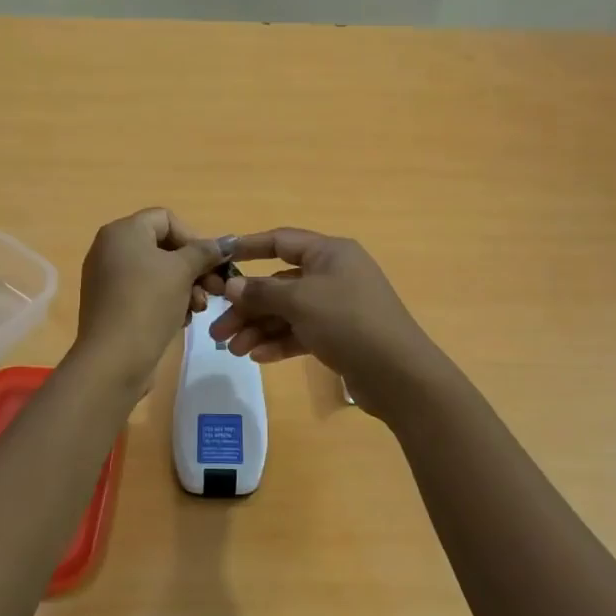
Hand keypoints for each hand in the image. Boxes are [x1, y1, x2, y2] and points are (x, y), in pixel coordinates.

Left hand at [74, 208, 223, 384]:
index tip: (210, 263)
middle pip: (162, 247)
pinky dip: (165, 301)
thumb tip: (228, 241)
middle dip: (193, 267)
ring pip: (156, 272)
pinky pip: (144, 292)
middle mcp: (110, 249)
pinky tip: (180, 320)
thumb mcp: (183, 272)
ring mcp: (107, 278)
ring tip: (197, 310)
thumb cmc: (148, 303)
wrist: (114, 359)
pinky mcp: (110, 304)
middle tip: (215, 290)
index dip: (193, 237)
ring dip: (184, 287)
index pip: (166, 219)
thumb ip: (205, 251)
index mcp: (122, 232)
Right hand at [208, 228, 446, 414]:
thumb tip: (231, 286)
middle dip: (247, 306)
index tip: (218, 260)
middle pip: (279, 284)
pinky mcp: (340, 336)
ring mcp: (337, 306)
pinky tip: (258, 357)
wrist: (397, 373)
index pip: (281, 242)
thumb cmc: (347, 321)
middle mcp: (333, 274)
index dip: (248, 248)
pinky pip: (301, 333)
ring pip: (288, 312)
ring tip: (234, 350)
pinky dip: (279, 342)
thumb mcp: (299, 301)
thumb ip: (261, 292)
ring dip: (259, 328)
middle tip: (217, 330)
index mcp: (329, 253)